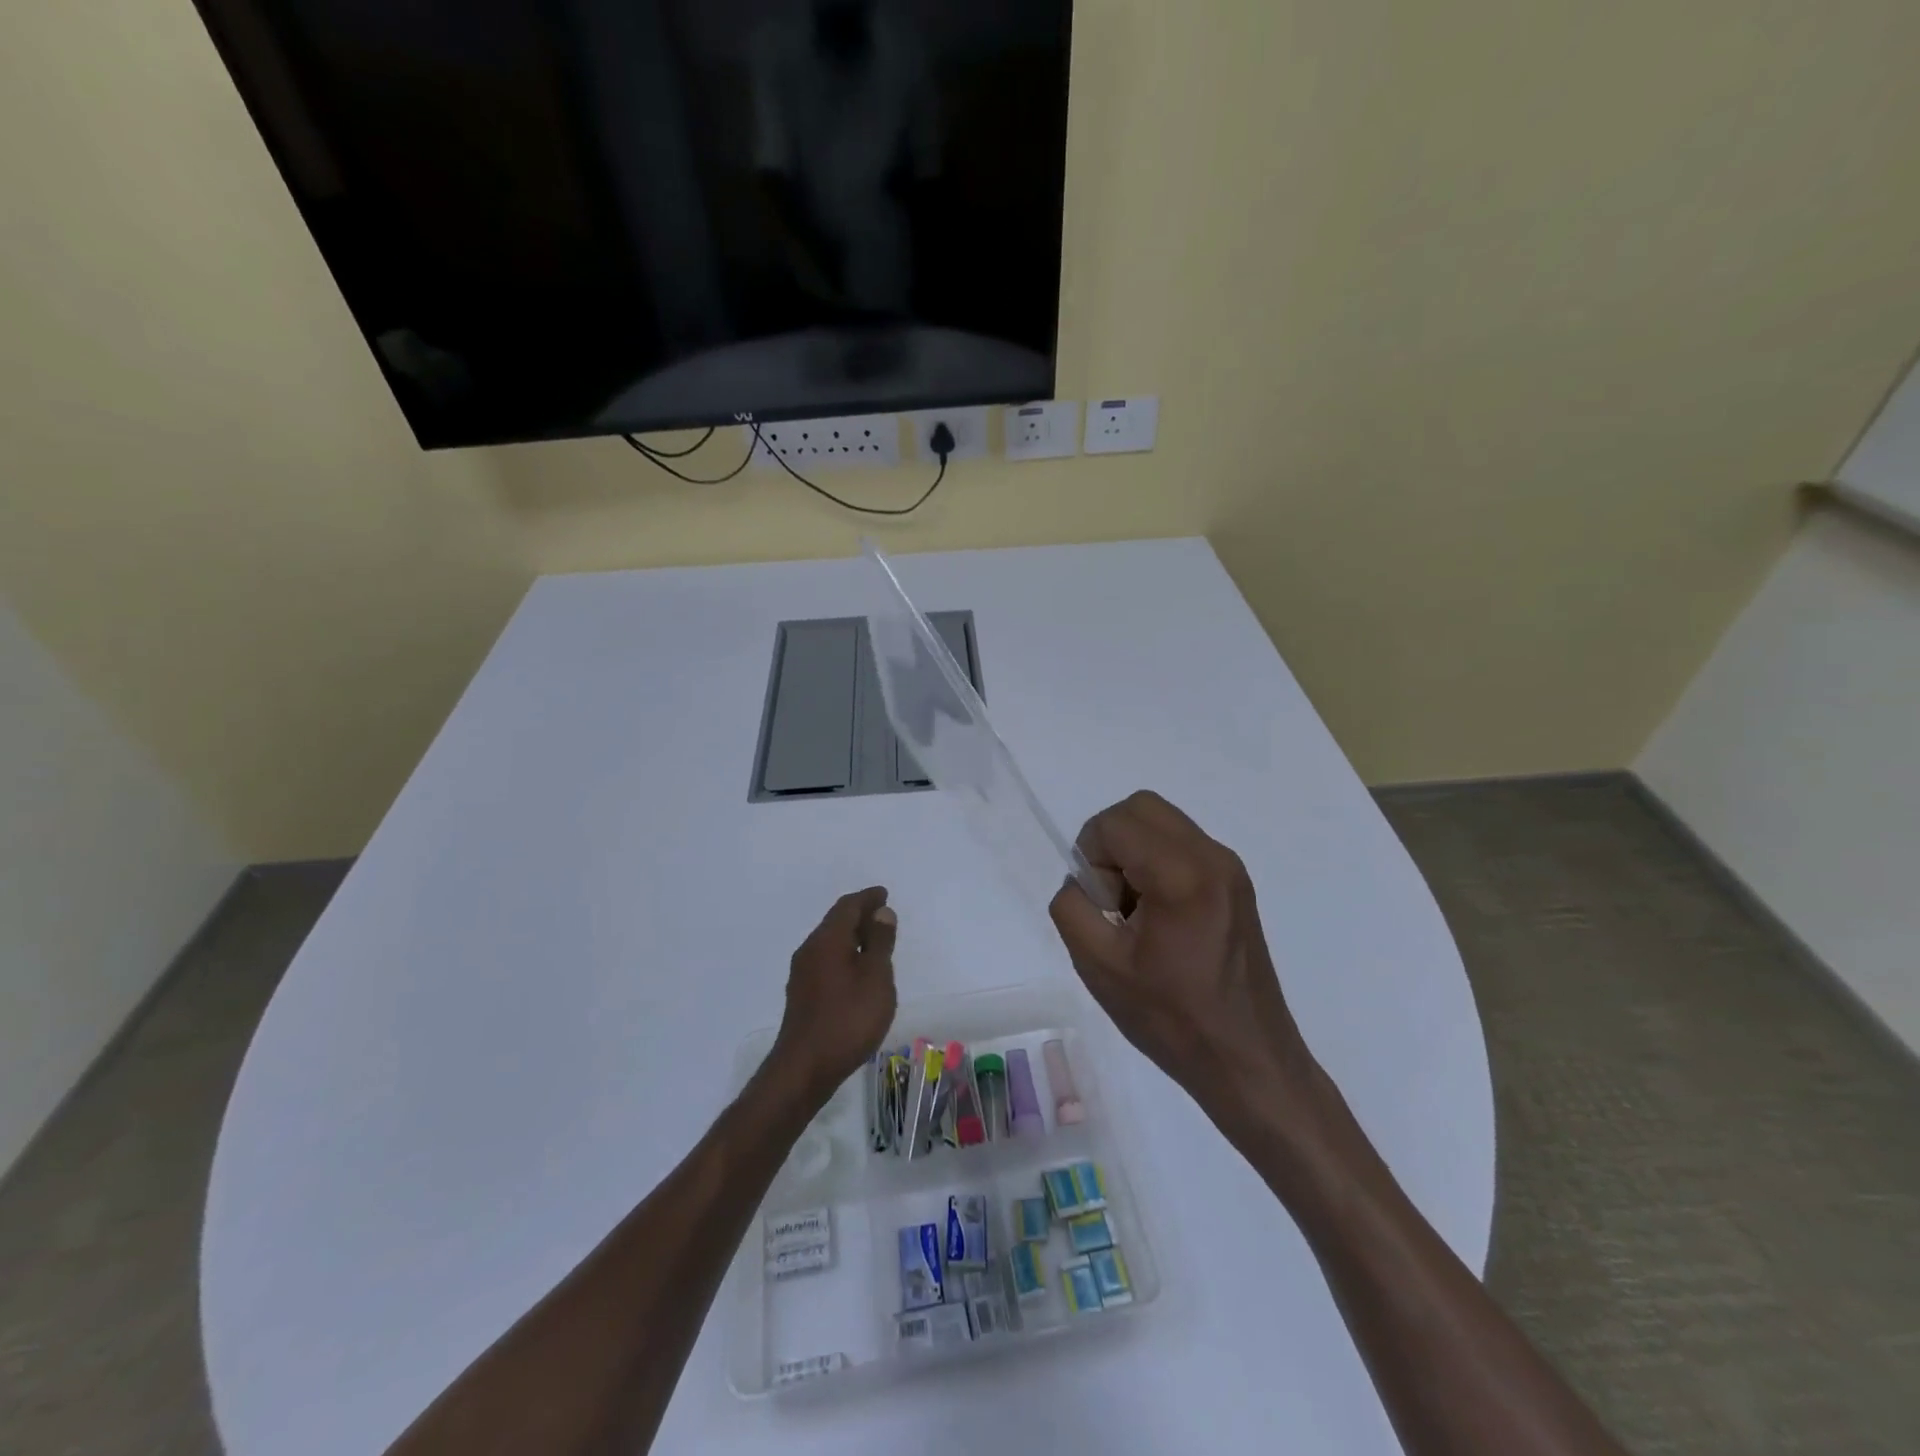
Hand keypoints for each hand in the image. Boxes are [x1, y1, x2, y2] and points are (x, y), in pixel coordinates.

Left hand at [774, 887, 898, 1104]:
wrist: (804, 1069)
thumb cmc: (848, 1019)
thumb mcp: (875, 977)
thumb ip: (880, 942)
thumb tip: (881, 912)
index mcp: (827, 940)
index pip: (847, 907)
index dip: (867, 898)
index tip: (884, 894)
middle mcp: (809, 950)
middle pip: (835, 922)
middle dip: (859, 915)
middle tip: (883, 916)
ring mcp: (802, 974)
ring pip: (830, 943)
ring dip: (852, 937)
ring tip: (875, 943)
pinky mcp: (802, 995)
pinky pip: (826, 961)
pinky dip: (844, 955)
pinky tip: (857, 972)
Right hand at [1049, 793, 1310, 1107]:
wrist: (1248, 1060)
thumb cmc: (1171, 1019)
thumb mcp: (1098, 965)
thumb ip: (1072, 907)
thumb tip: (1082, 881)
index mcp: (1180, 875)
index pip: (1114, 822)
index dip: (1091, 856)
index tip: (1102, 907)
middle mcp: (1212, 857)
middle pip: (1141, 807)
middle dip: (1111, 843)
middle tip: (1113, 899)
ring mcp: (1230, 868)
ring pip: (1162, 823)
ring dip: (1134, 852)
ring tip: (1136, 911)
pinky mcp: (1237, 884)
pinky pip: (1183, 846)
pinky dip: (1157, 863)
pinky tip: (1161, 918)